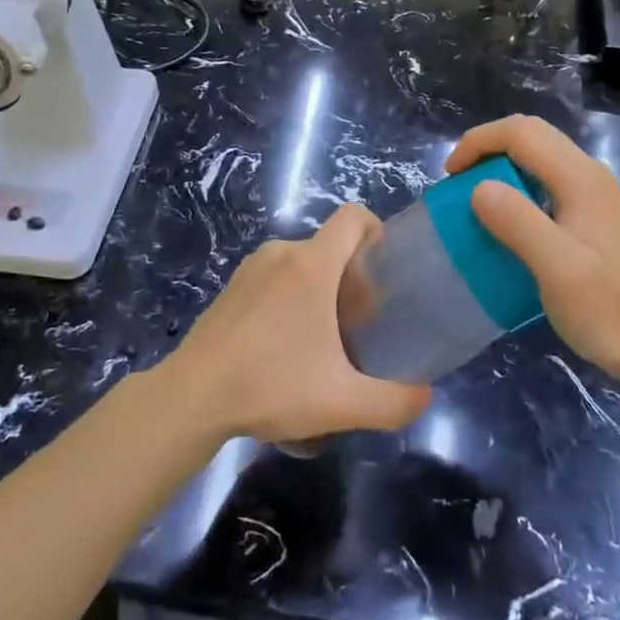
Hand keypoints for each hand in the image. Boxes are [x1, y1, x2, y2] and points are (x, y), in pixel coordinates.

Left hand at [163, 205, 431, 444]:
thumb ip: (395, 401)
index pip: (354, 216)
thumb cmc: (271, 386)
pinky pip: (275, 275)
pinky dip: (289, 295)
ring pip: (302, 262)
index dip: (377, 231)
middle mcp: (283, 252)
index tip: (384, 272)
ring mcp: (252, 266)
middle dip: (352, 275)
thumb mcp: (343, 403)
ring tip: (322, 337)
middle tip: (360, 322)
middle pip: (331, 245)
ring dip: (320, 288)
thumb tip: (426, 396)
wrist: (192, 396)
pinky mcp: (232, 285)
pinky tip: (283, 343)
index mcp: (312, 264)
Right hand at [446, 116, 619, 387]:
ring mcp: (593, 195)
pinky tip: (507, 224)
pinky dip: (517, 188)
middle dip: (487, 149)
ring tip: (474, 201)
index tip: (450, 177)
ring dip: (501, 167)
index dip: (479, 142)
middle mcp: (588, 175)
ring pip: (539, 157)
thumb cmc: (609, 309)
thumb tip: (478, 188)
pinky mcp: (592, 217)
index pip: (521, 132)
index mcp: (580, 178)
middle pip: (531, 135)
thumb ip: (518, 222)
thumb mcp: (558, 268)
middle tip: (458, 183)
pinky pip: (546, 182)